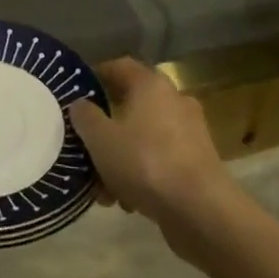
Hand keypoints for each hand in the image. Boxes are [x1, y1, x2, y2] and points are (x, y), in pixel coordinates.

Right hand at [70, 57, 239, 247]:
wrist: (202, 211)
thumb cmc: (146, 163)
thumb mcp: (101, 139)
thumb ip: (85, 117)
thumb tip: (80, 104)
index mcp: (150, 84)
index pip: (119, 66)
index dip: (96, 76)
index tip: (76, 94)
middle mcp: (173, 100)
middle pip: (130, 106)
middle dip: (106, 129)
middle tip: (86, 148)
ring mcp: (190, 132)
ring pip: (144, 137)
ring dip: (121, 158)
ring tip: (103, 189)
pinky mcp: (198, 162)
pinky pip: (161, 159)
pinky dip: (143, 174)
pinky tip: (128, 202)